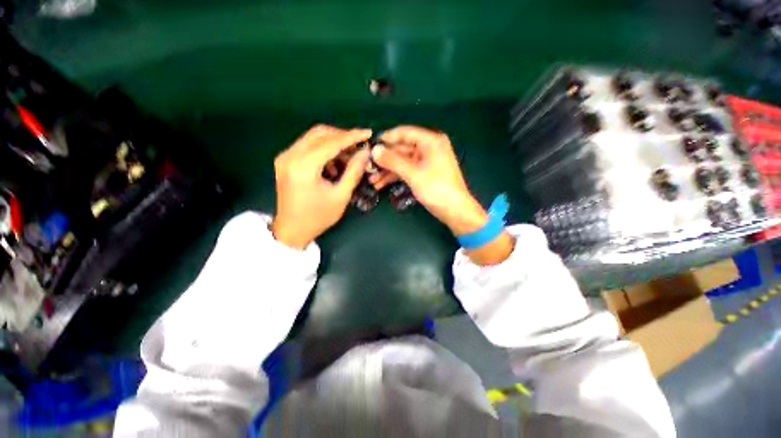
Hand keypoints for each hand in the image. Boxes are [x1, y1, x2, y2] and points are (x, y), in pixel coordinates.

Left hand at [271, 125, 370, 248]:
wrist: (291, 230)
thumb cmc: (318, 217)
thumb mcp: (341, 196)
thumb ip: (354, 171)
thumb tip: (365, 152)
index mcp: (303, 167)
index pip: (331, 142)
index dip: (352, 136)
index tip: (368, 133)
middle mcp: (290, 156)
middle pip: (320, 133)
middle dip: (342, 136)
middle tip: (359, 146)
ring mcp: (285, 157)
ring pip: (313, 137)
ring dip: (333, 143)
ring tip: (348, 158)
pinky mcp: (285, 160)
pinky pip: (307, 146)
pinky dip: (323, 150)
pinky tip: (333, 165)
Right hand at [370, 126, 486, 234]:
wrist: (454, 210)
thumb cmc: (436, 189)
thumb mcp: (413, 174)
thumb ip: (393, 161)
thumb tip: (374, 150)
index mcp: (430, 141)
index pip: (404, 133)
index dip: (387, 138)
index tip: (371, 145)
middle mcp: (428, 147)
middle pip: (402, 149)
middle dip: (385, 160)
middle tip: (368, 167)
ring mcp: (426, 161)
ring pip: (402, 161)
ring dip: (387, 170)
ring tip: (372, 180)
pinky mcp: (424, 173)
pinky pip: (407, 170)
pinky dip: (395, 176)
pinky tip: (381, 184)